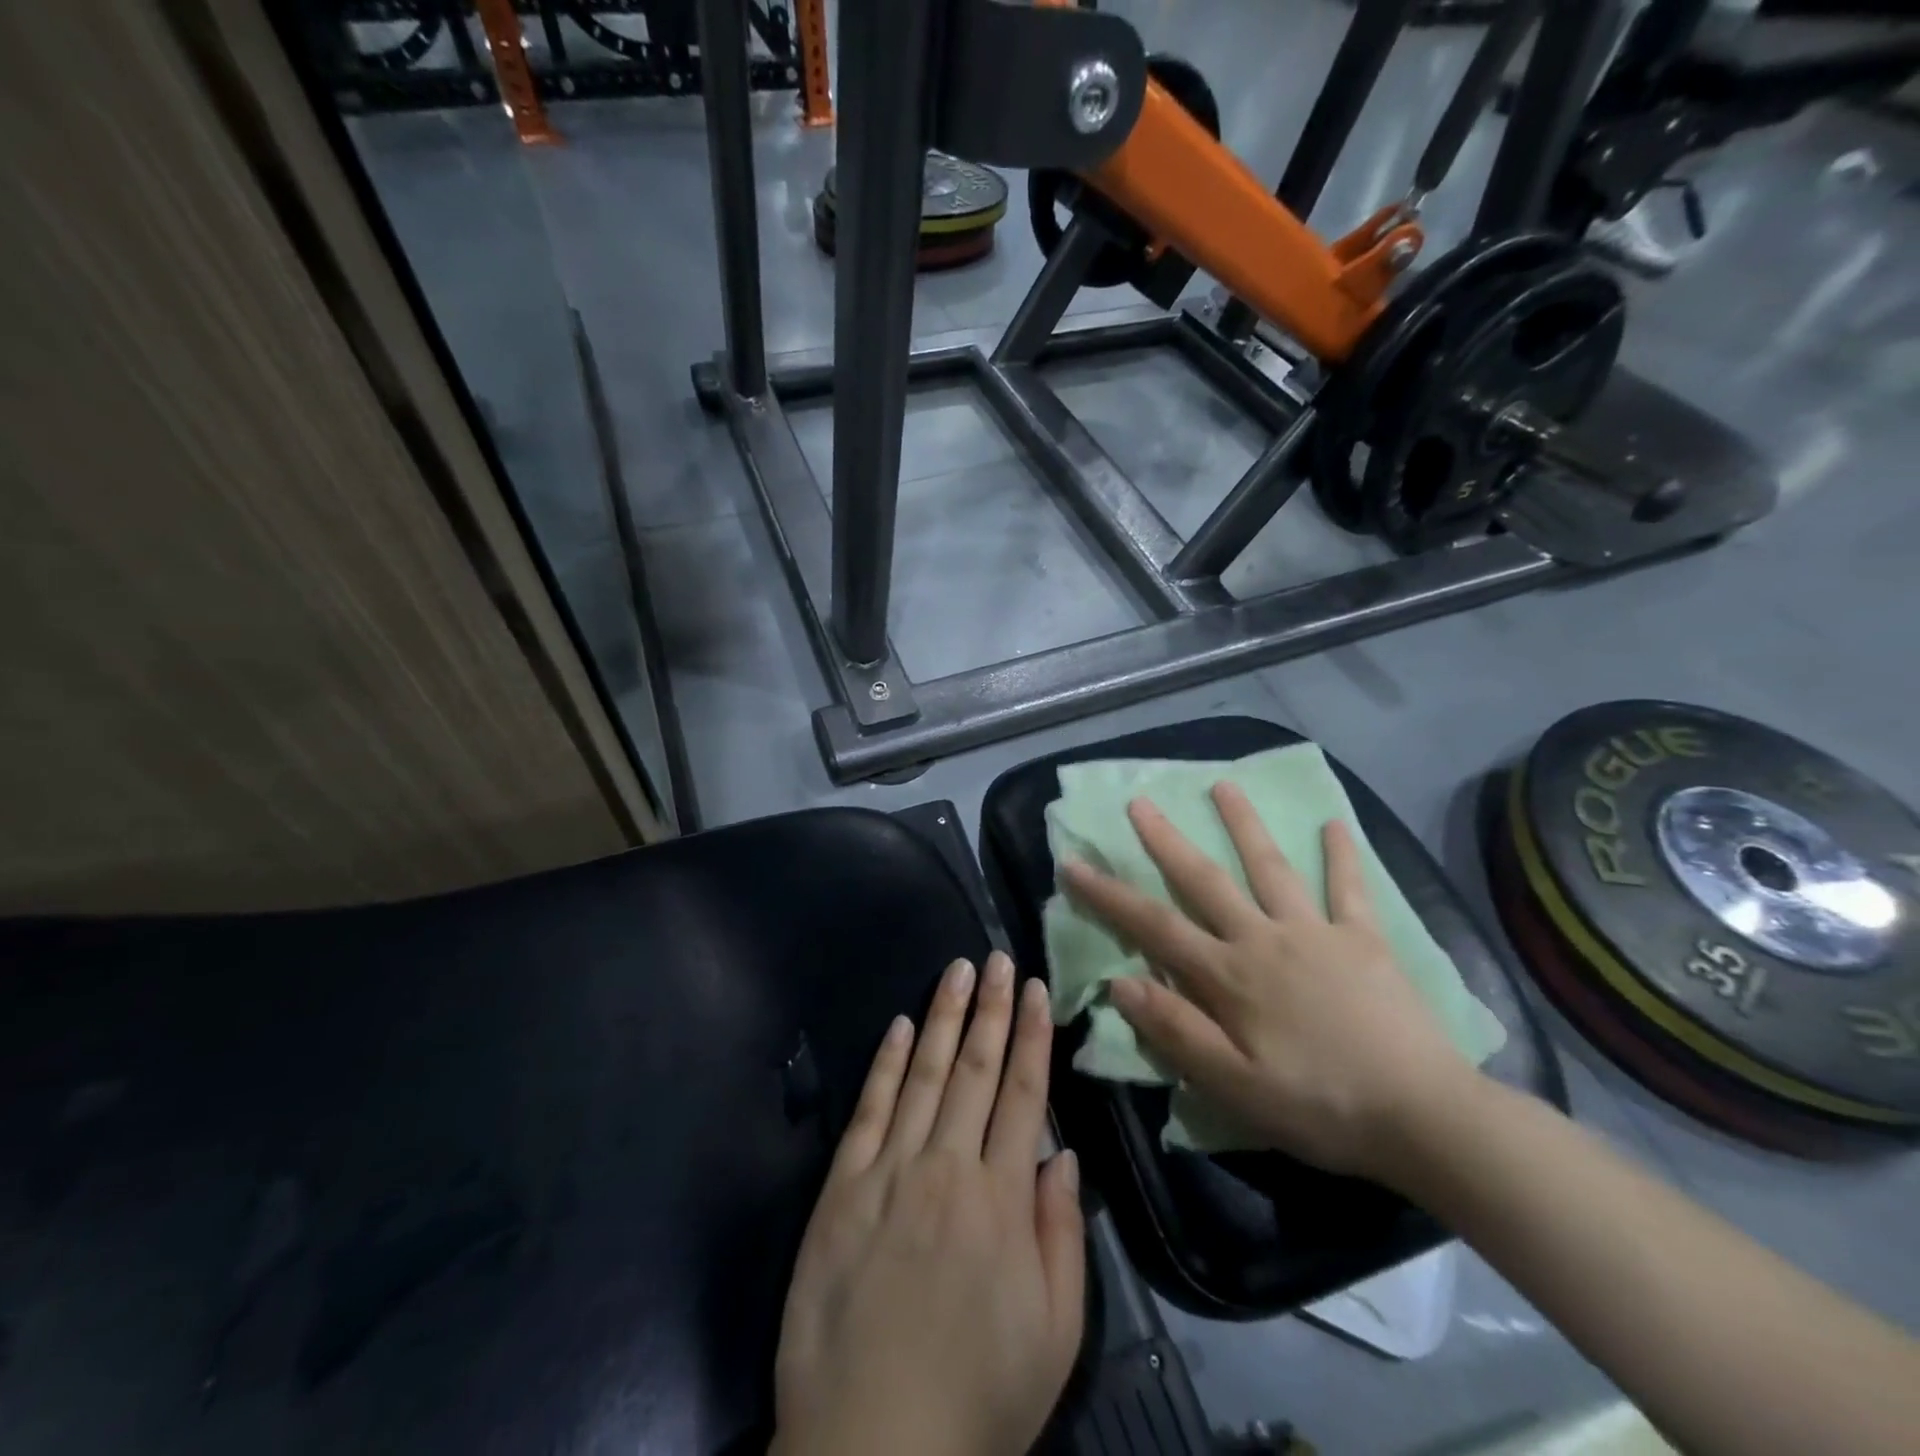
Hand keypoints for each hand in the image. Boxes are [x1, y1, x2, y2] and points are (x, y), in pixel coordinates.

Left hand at [772, 952, 1085, 1455]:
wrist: (869, 1451)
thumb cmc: (976, 1398)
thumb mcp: (1053, 1335)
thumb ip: (1062, 1236)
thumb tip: (1062, 1154)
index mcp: (1001, 1200)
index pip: (1022, 1094)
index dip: (1031, 1037)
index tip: (1036, 989)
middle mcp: (947, 1167)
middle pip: (975, 1069)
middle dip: (991, 1008)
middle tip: (999, 958)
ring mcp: (889, 1171)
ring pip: (925, 1074)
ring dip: (943, 1016)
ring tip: (958, 969)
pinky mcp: (842, 1187)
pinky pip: (870, 1110)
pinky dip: (888, 1063)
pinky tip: (901, 1026)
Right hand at [1061, 784, 1471, 1184]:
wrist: (1424, 1117)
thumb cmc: (1319, 1106)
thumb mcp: (1233, 1086)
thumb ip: (1175, 1031)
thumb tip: (1118, 982)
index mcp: (1229, 975)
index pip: (1154, 925)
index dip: (1108, 894)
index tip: (1073, 863)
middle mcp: (1264, 938)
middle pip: (1205, 880)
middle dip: (1167, 840)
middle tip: (1140, 801)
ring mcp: (1316, 931)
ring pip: (1270, 867)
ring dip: (1243, 824)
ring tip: (1223, 785)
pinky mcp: (1364, 939)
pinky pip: (1349, 888)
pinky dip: (1342, 855)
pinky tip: (1334, 823)